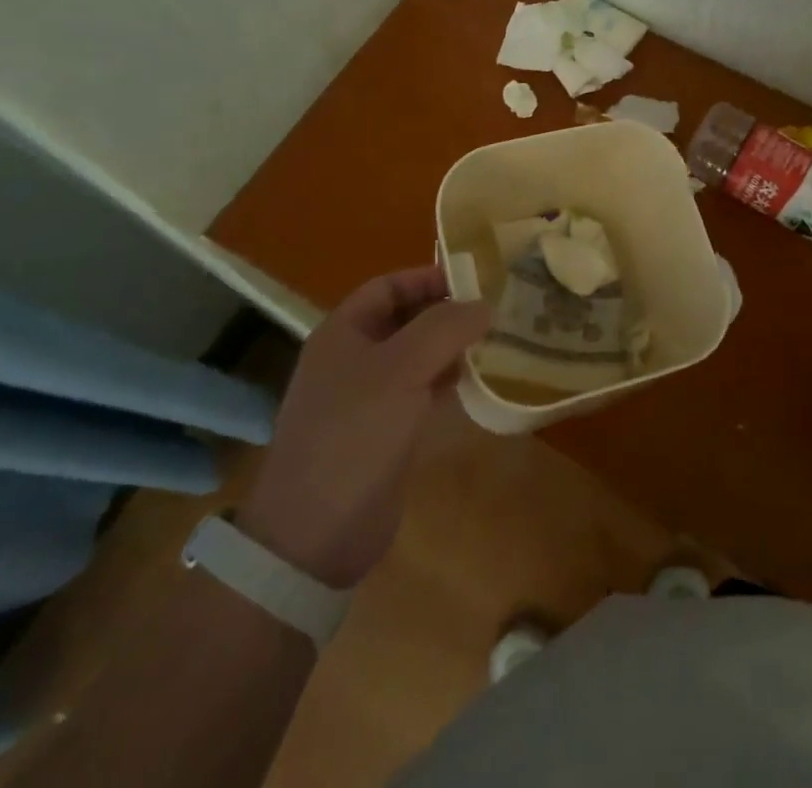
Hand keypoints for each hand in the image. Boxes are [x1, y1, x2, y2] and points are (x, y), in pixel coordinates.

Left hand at [237, 266, 490, 588]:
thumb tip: (484, 305)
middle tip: (495, 310)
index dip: (429, 277)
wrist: (315, 534)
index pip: (389, 286)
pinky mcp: (384, 433)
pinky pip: (420, 392)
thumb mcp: (402, 368)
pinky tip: (478, 383)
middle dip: (447, 312)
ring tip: (496, 342)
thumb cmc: (354, 434)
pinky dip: (448, 382)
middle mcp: (353, 359)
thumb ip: (445, 328)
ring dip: (452, 348)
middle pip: (405, 319)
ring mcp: (367, 398)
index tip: (476, 281)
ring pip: (417, 357)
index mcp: (343, 333)